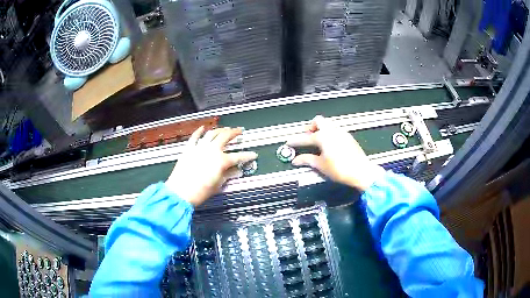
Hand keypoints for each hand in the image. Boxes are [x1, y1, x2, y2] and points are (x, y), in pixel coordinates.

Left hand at [166, 127, 257, 205]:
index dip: (247, 155)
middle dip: (234, 132)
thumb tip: (237, 171)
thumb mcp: (218, 185)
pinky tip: (203, 127)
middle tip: (239, 130)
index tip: (254, 155)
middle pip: (225, 137)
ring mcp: (199, 148)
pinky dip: (199, 131)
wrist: (181, 192)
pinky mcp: (189, 149)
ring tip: (225, 129)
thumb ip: (228, 175)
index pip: (238, 156)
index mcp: (221, 161)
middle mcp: (212, 150)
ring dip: (220, 130)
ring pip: (211, 134)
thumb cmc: (201, 191)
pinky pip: (195, 137)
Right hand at [287, 115, 384, 190]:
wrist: (361, 171)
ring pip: (328, 125)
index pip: (305, 138)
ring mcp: (341, 132)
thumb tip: (296, 160)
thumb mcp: (321, 165)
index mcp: (323, 137)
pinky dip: (328, 134)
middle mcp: (332, 131)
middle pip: (318, 121)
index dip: (296, 141)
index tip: (289, 142)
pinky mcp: (348, 137)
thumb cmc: (340, 169)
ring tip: (317, 142)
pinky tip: (328, 145)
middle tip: (307, 138)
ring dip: (320, 130)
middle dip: (310, 127)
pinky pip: (335, 130)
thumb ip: (307, 160)